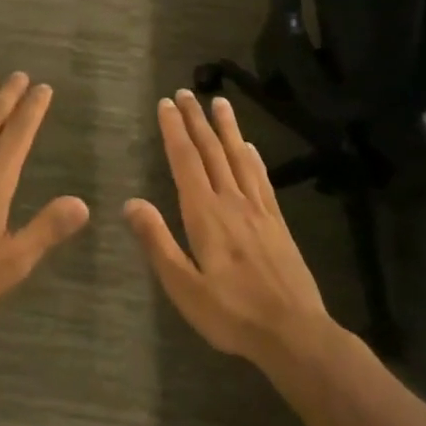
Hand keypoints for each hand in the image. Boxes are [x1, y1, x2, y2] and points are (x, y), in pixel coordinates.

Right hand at [124, 90, 338, 366]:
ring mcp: (258, 211)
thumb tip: (131, 203)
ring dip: (226, 129)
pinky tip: (249, 147)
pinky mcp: (277, 223)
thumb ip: (157, 242)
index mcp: (205, 215)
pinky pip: (261, 179)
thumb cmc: (231, 313)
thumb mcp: (183, 285)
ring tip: (219, 102)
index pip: (186, 162)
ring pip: (239, 158)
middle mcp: (232, 202)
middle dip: (196, 120)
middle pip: (211, 152)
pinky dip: (253, 157)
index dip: (174, 131)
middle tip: (186, 92)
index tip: (166, 104)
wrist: (294, 333)